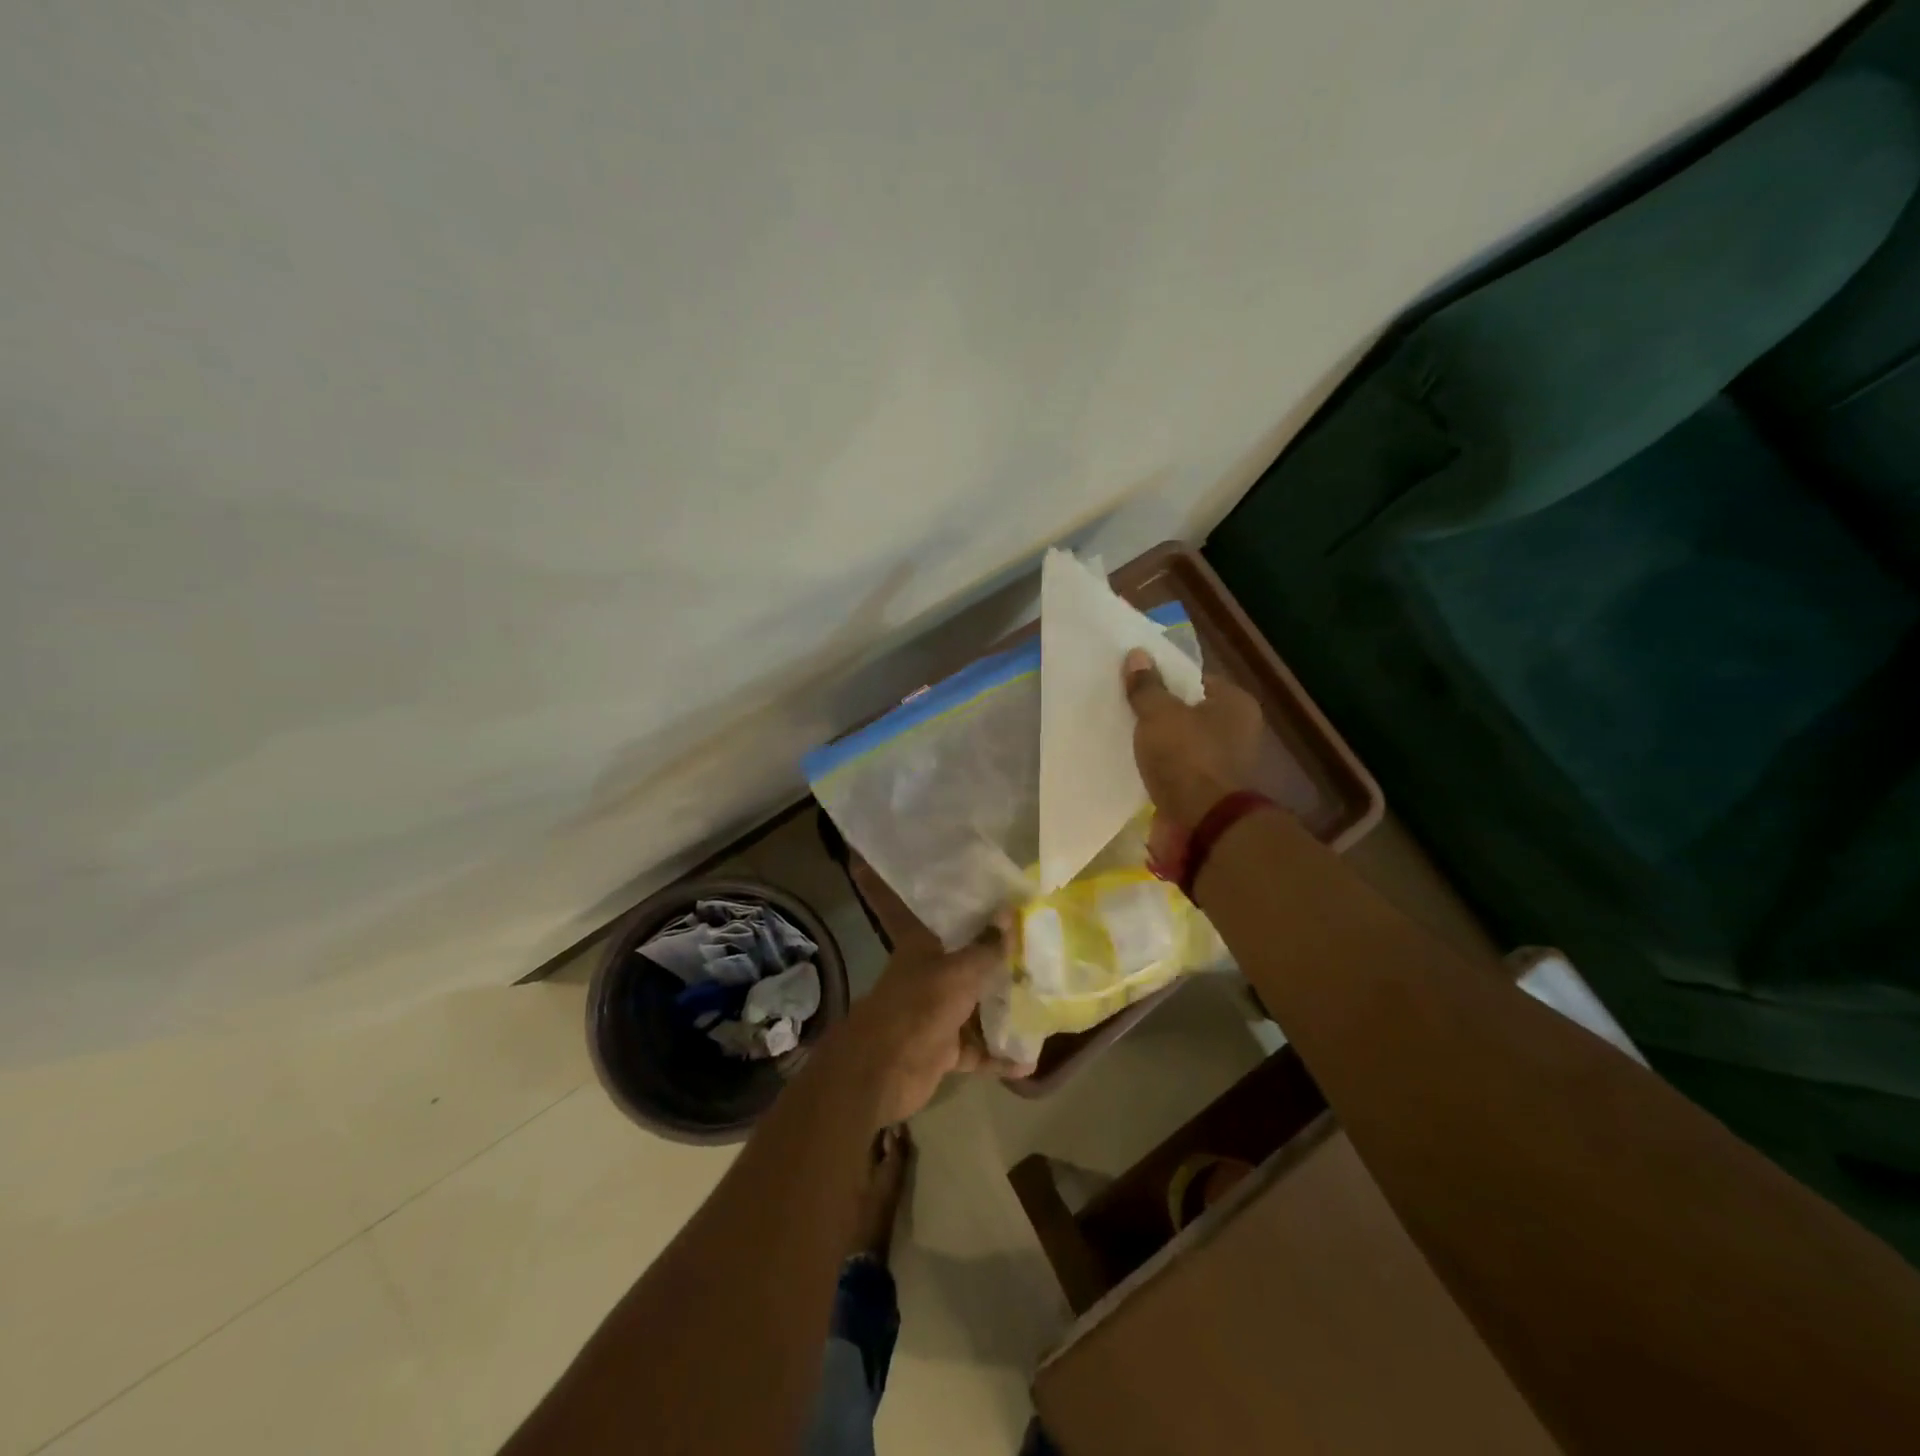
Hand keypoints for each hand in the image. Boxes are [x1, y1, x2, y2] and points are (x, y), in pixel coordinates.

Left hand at [833, 922, 1027, 1126]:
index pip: (957, 922)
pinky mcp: (943, 1050)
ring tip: (1045, 1006)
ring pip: (977, 1009)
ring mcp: (937, 1015)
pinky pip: (977, 1050)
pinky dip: (999, 1057)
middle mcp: (931, 976)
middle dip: (1003, 964)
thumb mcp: (959, 972)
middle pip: (972, 966)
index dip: (984, 915)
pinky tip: (1029, 1063)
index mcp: (926, 947)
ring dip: (1004, 1011)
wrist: (882, 1071)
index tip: (1017, 910)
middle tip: (1044, 956)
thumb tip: (1008, 913)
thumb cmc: (920, 1006)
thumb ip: (987, 947)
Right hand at [1123, 647, 1262, 829]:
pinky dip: (1164, 766)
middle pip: (1190, 711)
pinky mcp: (1212, 789)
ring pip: (1185, 741)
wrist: (1202, 822)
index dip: (1166, 679)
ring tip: (1128, 737)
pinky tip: (1140, 764)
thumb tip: (1137, 654)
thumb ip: (1147, 686)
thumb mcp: (1159, 714)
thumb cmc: (1186, 757)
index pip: (1196, 679)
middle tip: (1128, 708)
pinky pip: (1182, 768)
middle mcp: (1239, 729)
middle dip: (1162, 712)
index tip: (1138, 683)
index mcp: (1235, 703)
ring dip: (1162, 742)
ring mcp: (1228, 762)